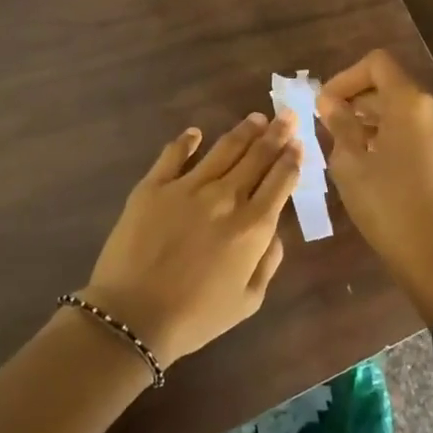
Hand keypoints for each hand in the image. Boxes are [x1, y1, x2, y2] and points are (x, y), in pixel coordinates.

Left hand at [85, 112, 302, 364]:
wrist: (133, 316)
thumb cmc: (196, 317)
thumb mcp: (248, 300)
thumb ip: (268, 261)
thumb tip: (274, 230)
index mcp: (253, 226)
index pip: (280, 181)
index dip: (292, 159)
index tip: (299, 142)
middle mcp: (225, 197)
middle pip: (257, 156)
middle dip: (276, 134)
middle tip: (287, 116)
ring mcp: (187, 187)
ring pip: (223, 149)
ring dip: (244, 131)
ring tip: (256, 118)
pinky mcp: (153, 186)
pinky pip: (174, 154)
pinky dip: (187, 140)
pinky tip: (195, 133)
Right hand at [317, 50, 432, 319]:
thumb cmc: (387, 208)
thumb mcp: (351, 165)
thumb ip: (340, 124)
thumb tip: (330, 102)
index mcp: (412, 104)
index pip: (378, 64)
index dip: (346, 77)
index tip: (326, 103)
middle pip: (394, 86)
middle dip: (360, 101)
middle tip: (332, 126)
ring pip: (410, 110)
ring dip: (380, 119)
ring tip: (354, 147)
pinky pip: (425, 130)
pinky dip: (401, 134)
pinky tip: (382, 163)